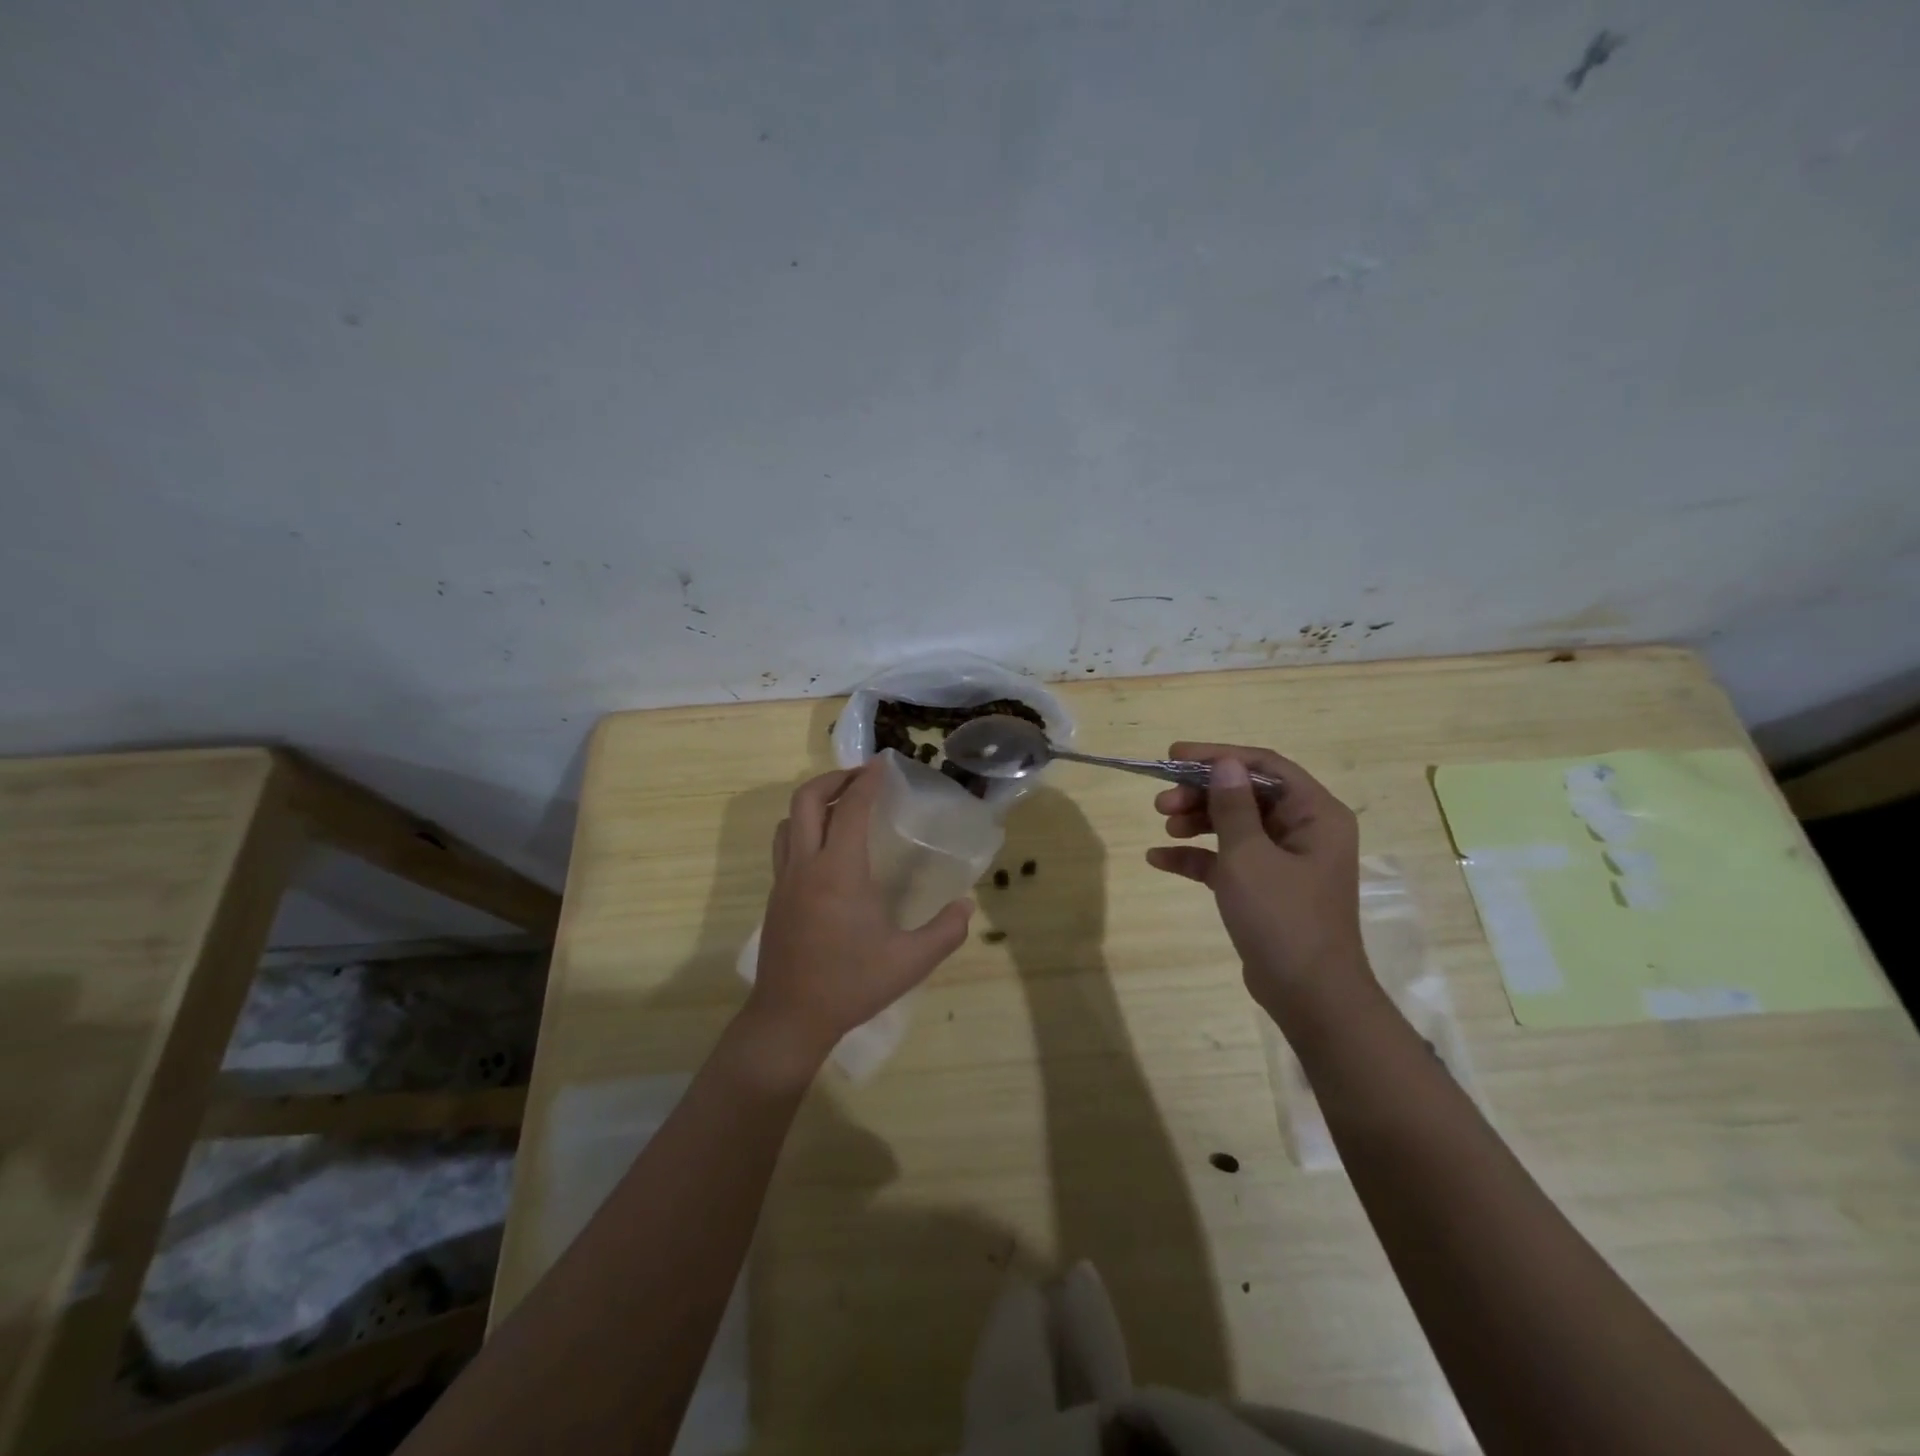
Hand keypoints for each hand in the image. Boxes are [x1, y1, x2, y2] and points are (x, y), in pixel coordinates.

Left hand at [746, 759, 973, 1072]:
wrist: (790, 1018)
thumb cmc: (851, 985)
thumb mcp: (910, 961)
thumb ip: (945, 931)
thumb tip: (966, 906)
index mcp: (839, 872)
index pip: (853, 808)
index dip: (869, 780)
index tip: (883, 763)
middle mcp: (806, 866)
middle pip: (808, 799)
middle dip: (835, 778)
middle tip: (862, 778)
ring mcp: (784, 880)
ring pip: (789, 821)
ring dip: (815, 802)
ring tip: (843, 807)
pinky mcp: (775, 897)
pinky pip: (785, 845)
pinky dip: (805, 829)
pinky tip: (827, 850)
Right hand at [1146, 743, 1367, 1016]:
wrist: (1308, 995)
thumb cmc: (1283, 917)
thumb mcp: (1248, 855)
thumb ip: (1233, 806)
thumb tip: (1224, 763)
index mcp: (1315, 813)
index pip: (1264, 766)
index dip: (1218, 756)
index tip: (1174, 756)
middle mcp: (1304, 830)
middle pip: (1246, 794)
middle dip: (1201, 793)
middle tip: (1162, 801)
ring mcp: (1284, 860)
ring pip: (1234, 824)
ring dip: (1196, 820)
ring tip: (1163, 825)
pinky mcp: (1265, 887)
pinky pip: (1227, 858)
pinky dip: (1197, 856)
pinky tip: (1158, 858)